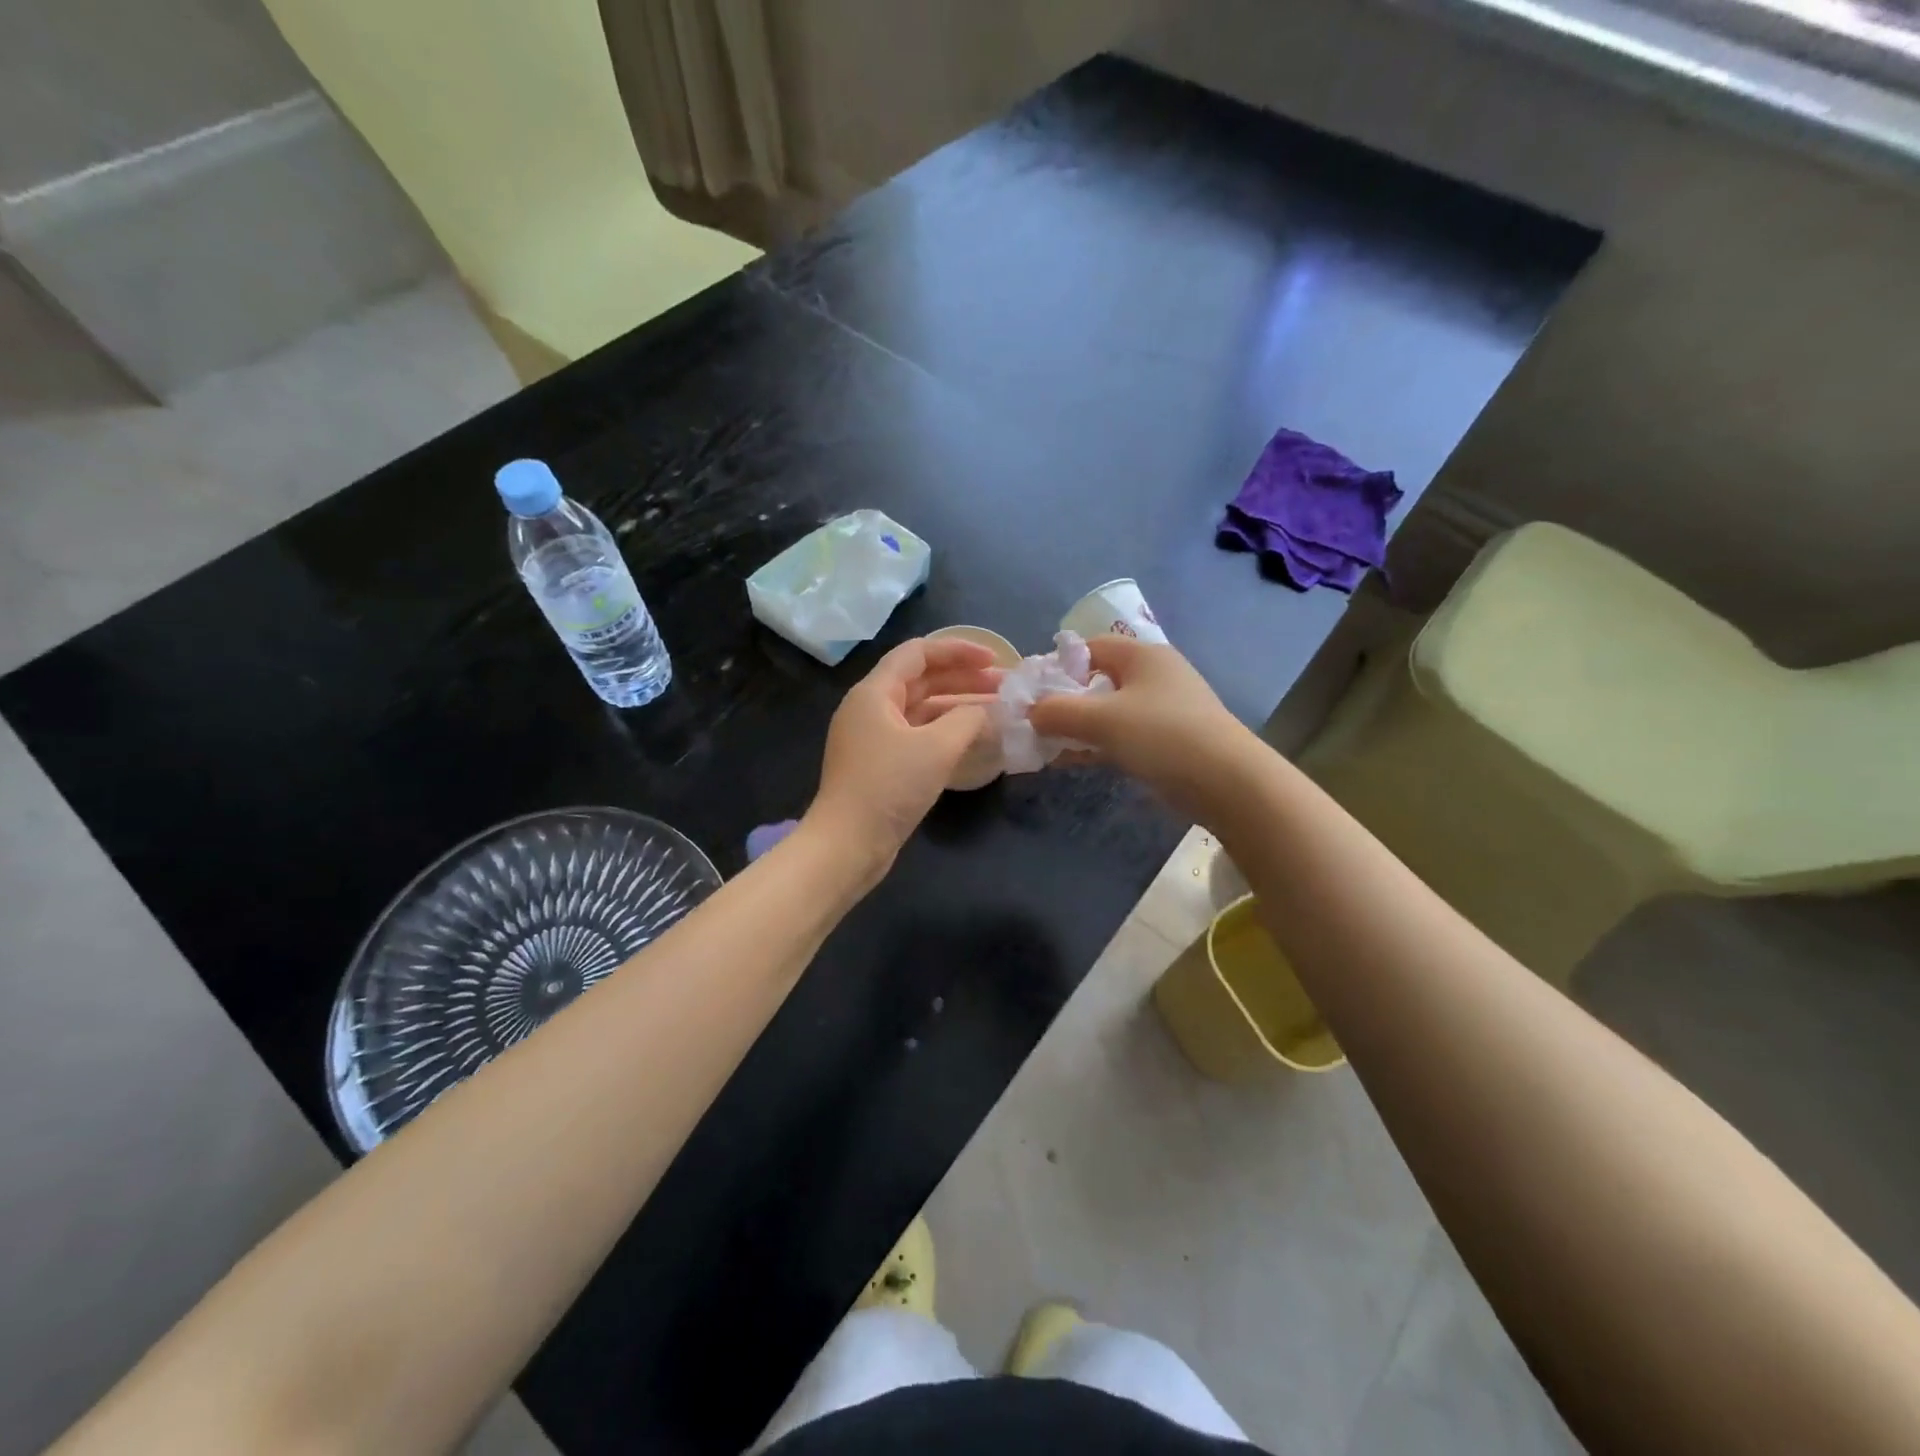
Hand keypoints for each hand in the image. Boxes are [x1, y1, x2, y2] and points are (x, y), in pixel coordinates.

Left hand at [807, 637, 998, 873]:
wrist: (847, 845)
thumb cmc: (889, 787)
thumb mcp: (936, 747)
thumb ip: (967, 719)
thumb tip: (984, 711)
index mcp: (874, 693)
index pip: (917, 653)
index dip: (958, 651)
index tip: (994, 661)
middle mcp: (871, 709)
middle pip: (921, 680)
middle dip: (963, 679)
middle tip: (1005, 688)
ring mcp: (875, 739)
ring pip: (922, 710)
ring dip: (958, 707)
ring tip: (998, 711)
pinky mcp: (881, 766)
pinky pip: (918, 736)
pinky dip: (946, 732)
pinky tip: (974, 740)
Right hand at [1026, 637, 1256, 822]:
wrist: (1227, 782)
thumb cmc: (1162, 736)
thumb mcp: (1102, 720)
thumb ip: (1058, 712)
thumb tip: (1030, 712)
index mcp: (1142, 655)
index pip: (1089, 647)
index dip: (1058, 665)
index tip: (1033, 693)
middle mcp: (1154, 675)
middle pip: (1098, 680)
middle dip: (1065, 700)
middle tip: (1036, 722)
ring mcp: (1163, 709)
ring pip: (1109, 711)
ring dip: (1078, 726)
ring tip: (1047, 746)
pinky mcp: (1168, 740)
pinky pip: (1122, 735)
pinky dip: (1097, 744)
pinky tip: (1072, 760)